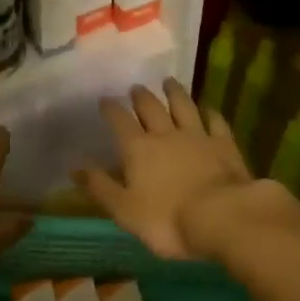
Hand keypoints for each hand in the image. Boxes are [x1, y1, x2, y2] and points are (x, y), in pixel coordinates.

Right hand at [76, 79, 264, 259]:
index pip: (120, 121)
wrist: (223, 217)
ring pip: (184, 106)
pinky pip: (215, 121)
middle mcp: (166, 134)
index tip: (104, 99)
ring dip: (175, 93)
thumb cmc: (167, 219)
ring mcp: (198, 136)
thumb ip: (100, 187)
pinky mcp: (224, 145)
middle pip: (151, 108)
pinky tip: (208, 108)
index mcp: (138, 149)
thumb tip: (75, 168)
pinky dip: (210, 112)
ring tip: (169, 81)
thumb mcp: (124, 210)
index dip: (111, 109)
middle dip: (141, 97)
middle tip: (136, 87)